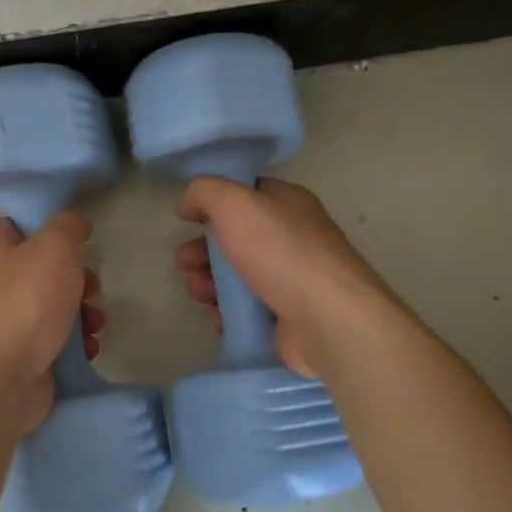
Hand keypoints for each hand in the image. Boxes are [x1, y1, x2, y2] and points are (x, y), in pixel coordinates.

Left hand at [0, 213, 105, 432]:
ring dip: (82, 311)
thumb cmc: (25, 303)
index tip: (78, 238)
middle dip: (77, 278)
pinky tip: (86, 347)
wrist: (0, 381)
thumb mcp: (54, 247)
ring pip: (53, 304)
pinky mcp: (18, 352)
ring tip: (95, 323)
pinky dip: (73, 341)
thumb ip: (67, 226)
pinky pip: (53, 337)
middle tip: (91, 288)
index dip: (49, 226)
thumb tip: (74, 223)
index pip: (18, 224)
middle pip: (43, 267)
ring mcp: (4, 319)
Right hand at [175, 177, 400, 382]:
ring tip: (197, 292)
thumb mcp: (235, 203)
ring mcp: (292, 280)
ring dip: (209, 282)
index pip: (246, 194)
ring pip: (238, 276)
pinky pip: (247, 310)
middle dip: (203, 250)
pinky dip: (226, 312)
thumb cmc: (281, 252)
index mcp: (288, 204)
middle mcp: (292, 238)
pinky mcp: (287, 318)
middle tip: (183, 262)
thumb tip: (187, 203)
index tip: (187, 217)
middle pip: (236, 239)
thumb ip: (205, 192)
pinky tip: (215, 316)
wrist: (328, 320)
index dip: (214, 202)